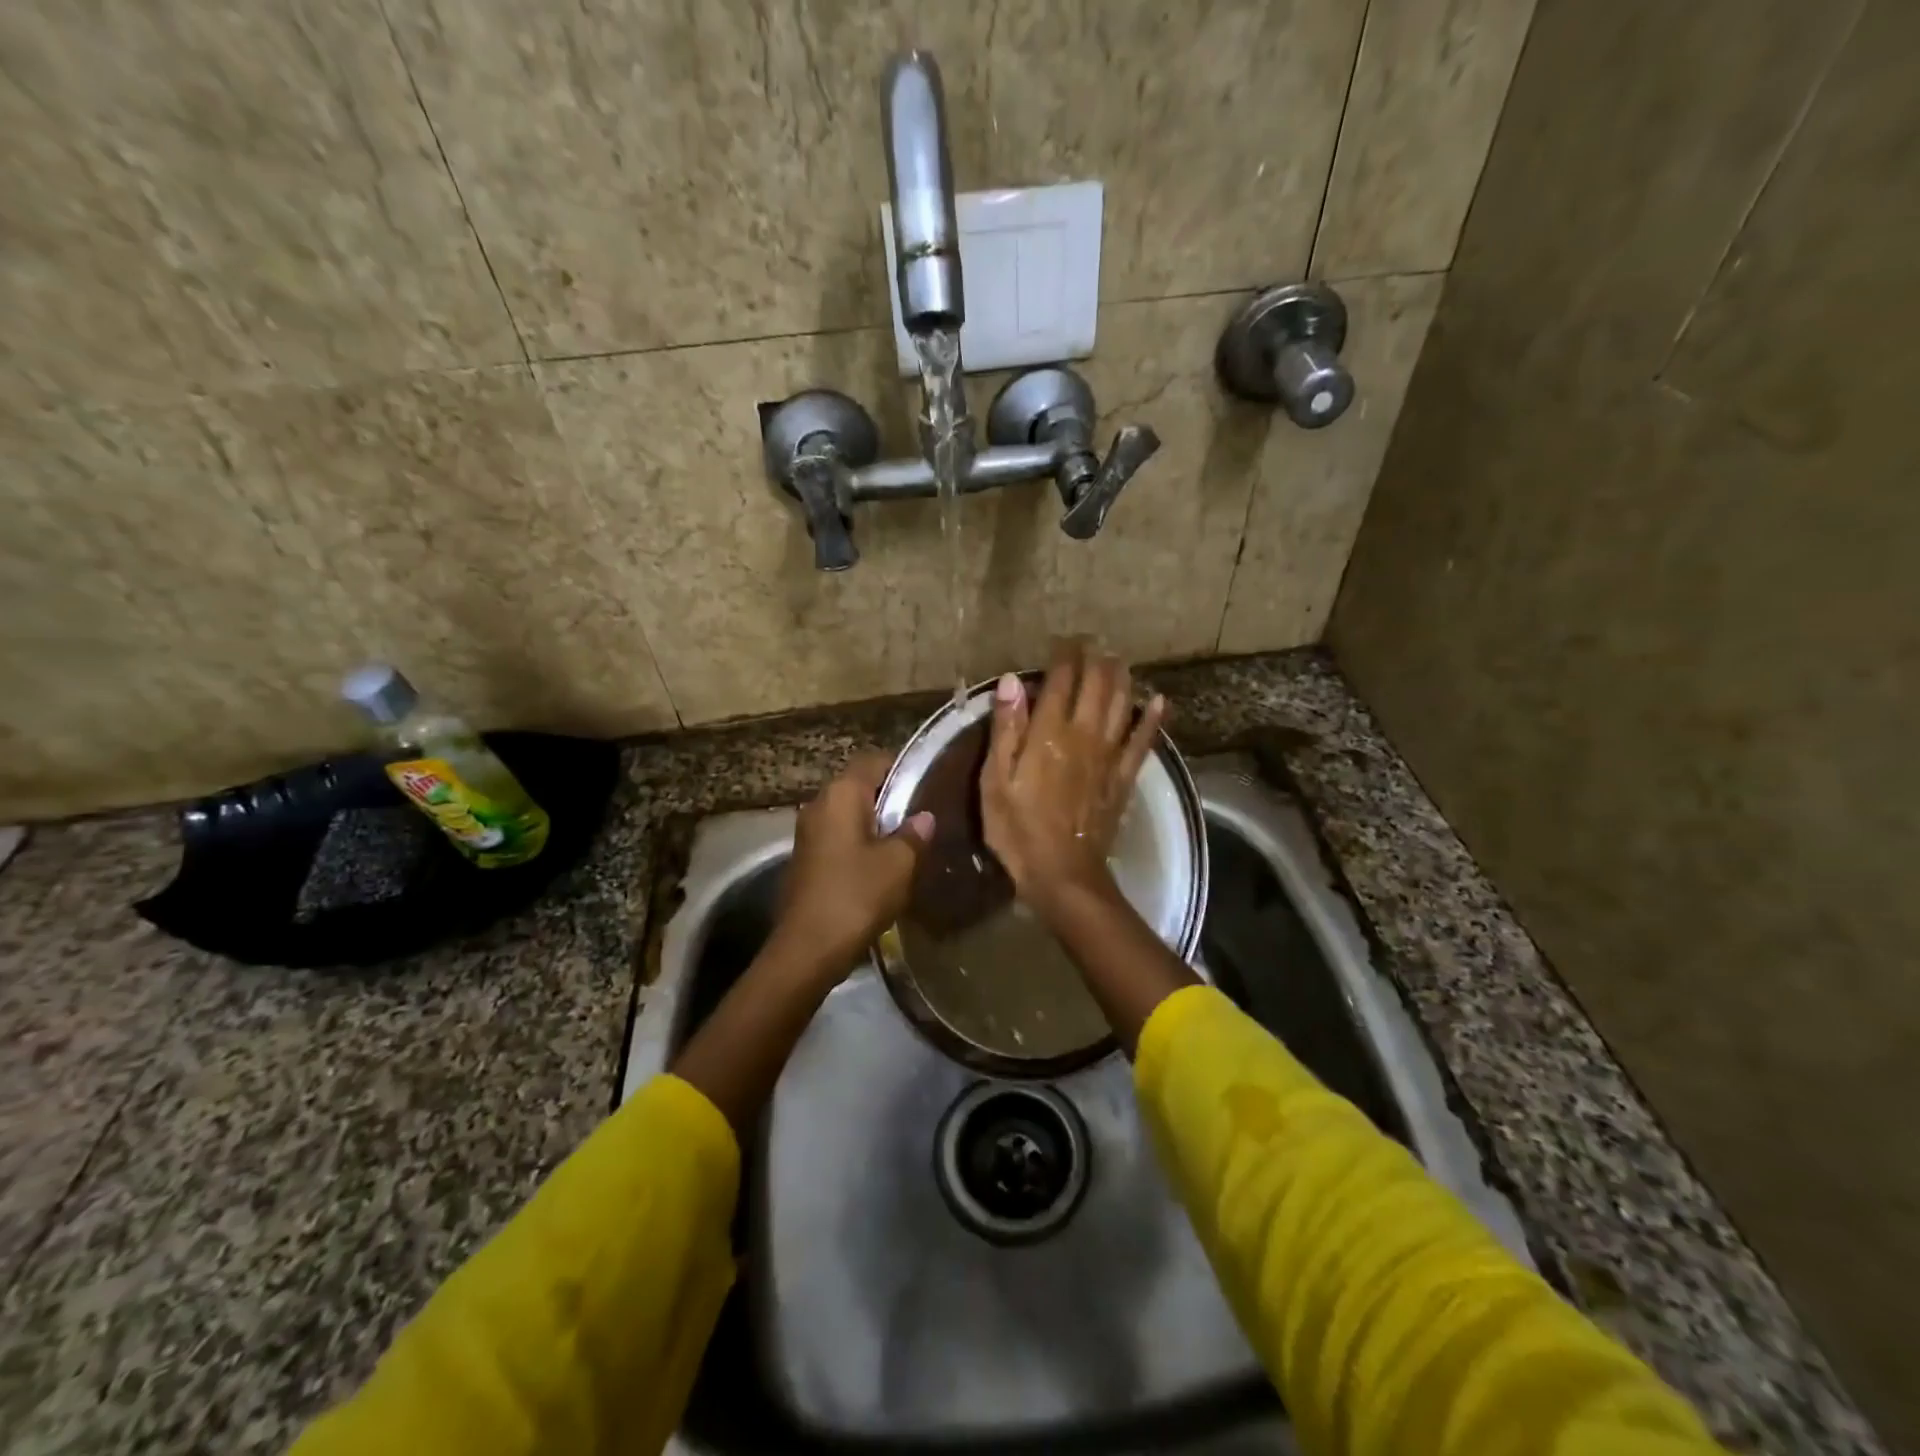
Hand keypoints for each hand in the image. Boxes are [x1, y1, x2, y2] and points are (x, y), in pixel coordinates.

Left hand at [768, 750, 933, 981]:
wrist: (807, 949)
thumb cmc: (856, 896)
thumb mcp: (898, 865)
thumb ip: (914, 835)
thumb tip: (924, 818)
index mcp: (841, 794)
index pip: (873, 760)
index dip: (901, 768)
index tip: (927, 785)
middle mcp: (819, 804)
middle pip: (859, 787)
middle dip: (890, 798)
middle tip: (921, 816)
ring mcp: (807, 832)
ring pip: (849, 815)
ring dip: (875, 824)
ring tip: (907, 842)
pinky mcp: (805, 859)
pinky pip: (838, 838)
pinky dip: (859, 844)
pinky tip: (881, 866)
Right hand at [981, 640, 1165, 910]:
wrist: (1062, 873)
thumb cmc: (1017, 828)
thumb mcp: (995, 780)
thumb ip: (1006, 729)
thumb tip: (1010, 681)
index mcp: (1049, 733)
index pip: (1061, 680)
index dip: (1063, 656)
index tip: (1062, 641)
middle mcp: (1084, 734)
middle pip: (1096, 685)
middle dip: (1094, 659)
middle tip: (1091, 644)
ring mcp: (1109, 756)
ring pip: (1122, 704)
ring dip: (1121, 678)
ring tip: (1118, 660)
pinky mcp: (1124, 778)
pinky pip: (1143, 741)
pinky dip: (1152, 719)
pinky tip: (1159, 701)